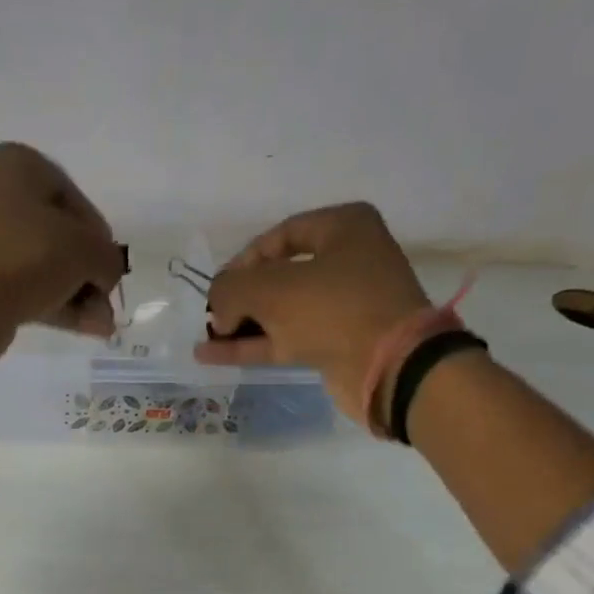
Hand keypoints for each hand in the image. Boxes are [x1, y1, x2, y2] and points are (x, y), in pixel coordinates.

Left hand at [0, 142, 126, 369]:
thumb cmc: (24, 258)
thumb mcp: (86, 250)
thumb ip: (109, 257)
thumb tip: (106, 274)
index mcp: (16, 164)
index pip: (73, 198)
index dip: (99, 238)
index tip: (111, 269)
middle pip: (56, 235)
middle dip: (87, 273)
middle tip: (106, 302)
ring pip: (40, 265)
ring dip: (75, 294)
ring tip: (102, 326)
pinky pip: (20, 286)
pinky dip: (52, 304)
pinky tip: (85, 329)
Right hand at [199, 204, 430, 425]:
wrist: (388, 366)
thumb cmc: (333, 309)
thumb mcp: (270, 289)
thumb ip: (231, 288)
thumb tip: (217, 306)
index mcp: (343, 228)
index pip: (279, 236)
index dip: (242, 260)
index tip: (216, 287)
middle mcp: (346, 261)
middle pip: (278, 275)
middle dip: (240, 296)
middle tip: (211, 315)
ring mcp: (342, 305)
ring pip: (280, 311)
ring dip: (242, 325)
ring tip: (205, 338)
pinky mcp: (335, 343)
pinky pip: (285, 338)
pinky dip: (252, 346)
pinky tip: (213, 355)